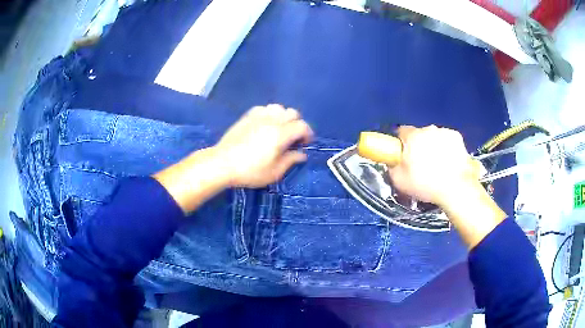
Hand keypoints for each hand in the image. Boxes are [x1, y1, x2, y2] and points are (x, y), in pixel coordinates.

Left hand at [214, 104, 313, 187]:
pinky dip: (270, 114)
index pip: (302, 126)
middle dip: (297, 124)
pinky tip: (265, 124)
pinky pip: (264, 108)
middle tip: (293, 138)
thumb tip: (301, 154)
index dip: (308, 134)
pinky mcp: (247, 116)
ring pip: (278, 107)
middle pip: (293, 113)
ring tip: (280, 129)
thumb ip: (290, 160)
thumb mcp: (274, 172)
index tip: (304, 144)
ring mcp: (258, 116)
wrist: (222, 164)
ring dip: (284, 116)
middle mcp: (271, 121)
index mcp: (280, 134)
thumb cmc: (250, 171)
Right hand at [388, 125, 481, 207]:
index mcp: (412, 137)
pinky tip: (449, 162)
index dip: (401, 143)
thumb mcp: (399, 181)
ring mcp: (444, 132)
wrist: (456, 188)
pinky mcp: (457, 137)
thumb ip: (393, 167)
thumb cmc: (426, 185)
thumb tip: (394, 162)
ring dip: (434, 146)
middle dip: (419, 145)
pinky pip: (447, 140)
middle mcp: (428, 129)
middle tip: (421, 164)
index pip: (401, 132)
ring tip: (438, 166)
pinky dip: (447, 148)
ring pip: (434, 137)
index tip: (403, 154)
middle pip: (419, 134)